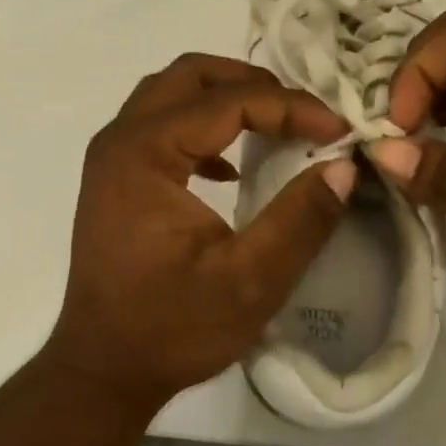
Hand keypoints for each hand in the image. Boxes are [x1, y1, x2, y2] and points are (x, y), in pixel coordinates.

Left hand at [42, 54, 356, 412]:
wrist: (102, 369)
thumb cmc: (171, 328)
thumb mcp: (250, 281)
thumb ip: (300, 219)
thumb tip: (344, 166)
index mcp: (144, 154)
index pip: (226, 101)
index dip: (290, 107)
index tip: (339, 130)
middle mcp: (119, 141)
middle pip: (190, 76)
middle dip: (252, 83)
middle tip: (304, 112)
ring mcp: (111, 159)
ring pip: (171, 95)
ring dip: (226, 100)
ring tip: (277, 126)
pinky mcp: (115, 181)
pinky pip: (160, 127)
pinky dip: (202, 129)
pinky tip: (231, 168)